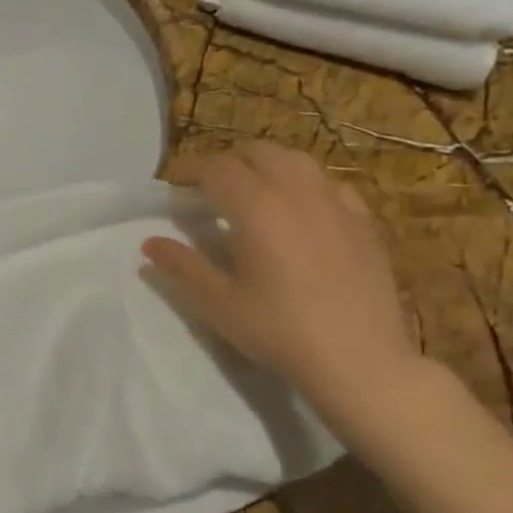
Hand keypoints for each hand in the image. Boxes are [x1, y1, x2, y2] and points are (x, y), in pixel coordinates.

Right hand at [142, 143, 419, 417]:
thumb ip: (182, 267)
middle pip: (257, 152)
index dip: (190, 169)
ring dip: (267, 165)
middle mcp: (296, 192)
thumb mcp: (219, 304)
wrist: (359, 360)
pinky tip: (302, 208)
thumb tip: (149, 243)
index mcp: (256, 207)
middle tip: (210, 189)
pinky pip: (330, 183)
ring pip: (296, 160)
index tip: (174, 184)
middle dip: (228, 162)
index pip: (216, 168)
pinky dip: (306, 184)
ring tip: (254, 190)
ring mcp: (335, 203)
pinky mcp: (363, 221)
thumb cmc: (280, 331)